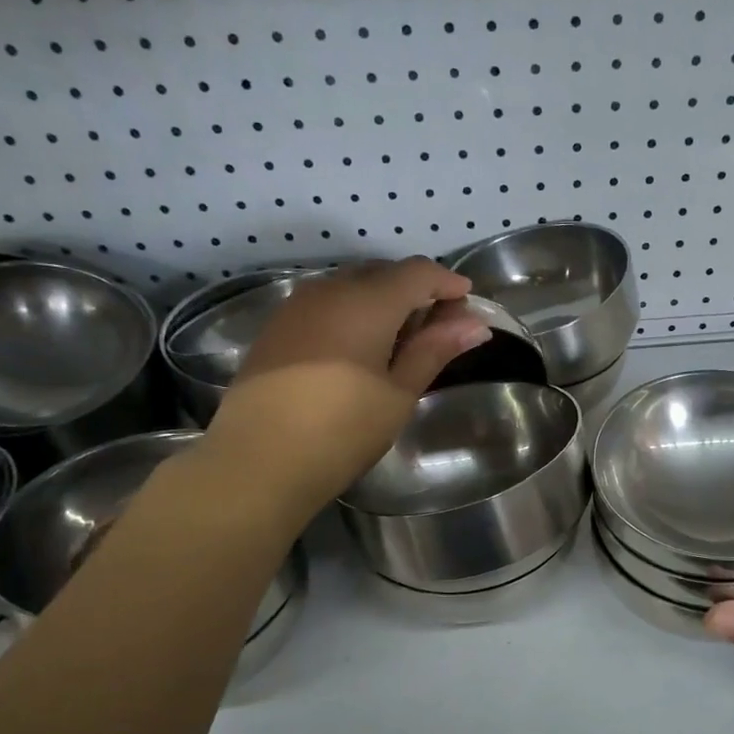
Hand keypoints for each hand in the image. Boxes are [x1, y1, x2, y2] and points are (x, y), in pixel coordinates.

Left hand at [193, 259, 492, 520]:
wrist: (258, 461)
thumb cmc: (342, 430)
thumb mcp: (398, 394)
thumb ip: (434, 351)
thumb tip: (475, 324)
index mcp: (366, 301)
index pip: (417, 272)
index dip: (446, 281)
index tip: (468, 301)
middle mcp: (329, 290)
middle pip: (382, 272)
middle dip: (416, 290)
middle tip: (439, 326)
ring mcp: (296, 306)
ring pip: (350, 286)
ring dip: (383, 301)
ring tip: (401, 339)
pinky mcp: (276, 328)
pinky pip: (325, 303)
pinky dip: (353, 313)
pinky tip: (359, 347)